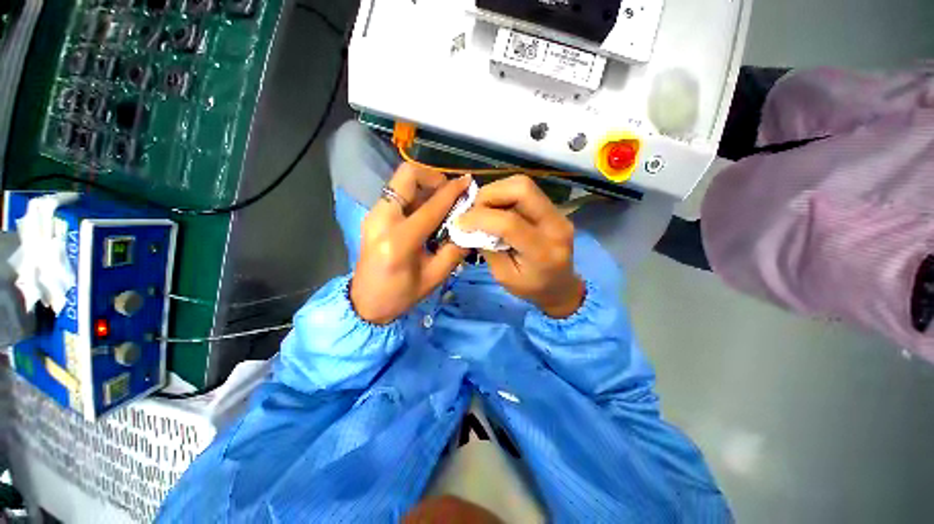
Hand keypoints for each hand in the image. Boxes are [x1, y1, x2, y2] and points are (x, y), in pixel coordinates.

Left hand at [350, 164, 470, 324]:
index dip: (452, 192)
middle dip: (432, 176)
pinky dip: (415, 195)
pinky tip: (426, 211)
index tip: (468, 182)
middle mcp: (382, 220)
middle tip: (448, 191)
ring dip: (424, 186)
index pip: (431, 207)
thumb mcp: (434, 278)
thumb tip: (469, 228)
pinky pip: (396, 194)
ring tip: (440, 202)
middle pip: (406, 175)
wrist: (365, 303)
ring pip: (400, 182)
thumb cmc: (400, 295)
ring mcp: (374, 215)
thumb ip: (454, 251)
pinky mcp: (372, 216)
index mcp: (399, 241)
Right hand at [457, 175, 584, 317]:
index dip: (480, 218)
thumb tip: (471, 226)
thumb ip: (488, 250)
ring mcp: (558, 213)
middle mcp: (555, 226)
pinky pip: (526, 191)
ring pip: (523, 184)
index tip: (460, 223)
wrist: (562, 286)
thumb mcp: (503, 277)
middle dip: (489, 195)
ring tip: (484, 211)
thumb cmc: (531, 288)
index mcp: (542, 252)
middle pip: (522, 189)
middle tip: (474, 211)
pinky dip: (504, 195)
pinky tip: (497, 210)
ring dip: (496, 192)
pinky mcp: (554, 208)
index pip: (510, 223)